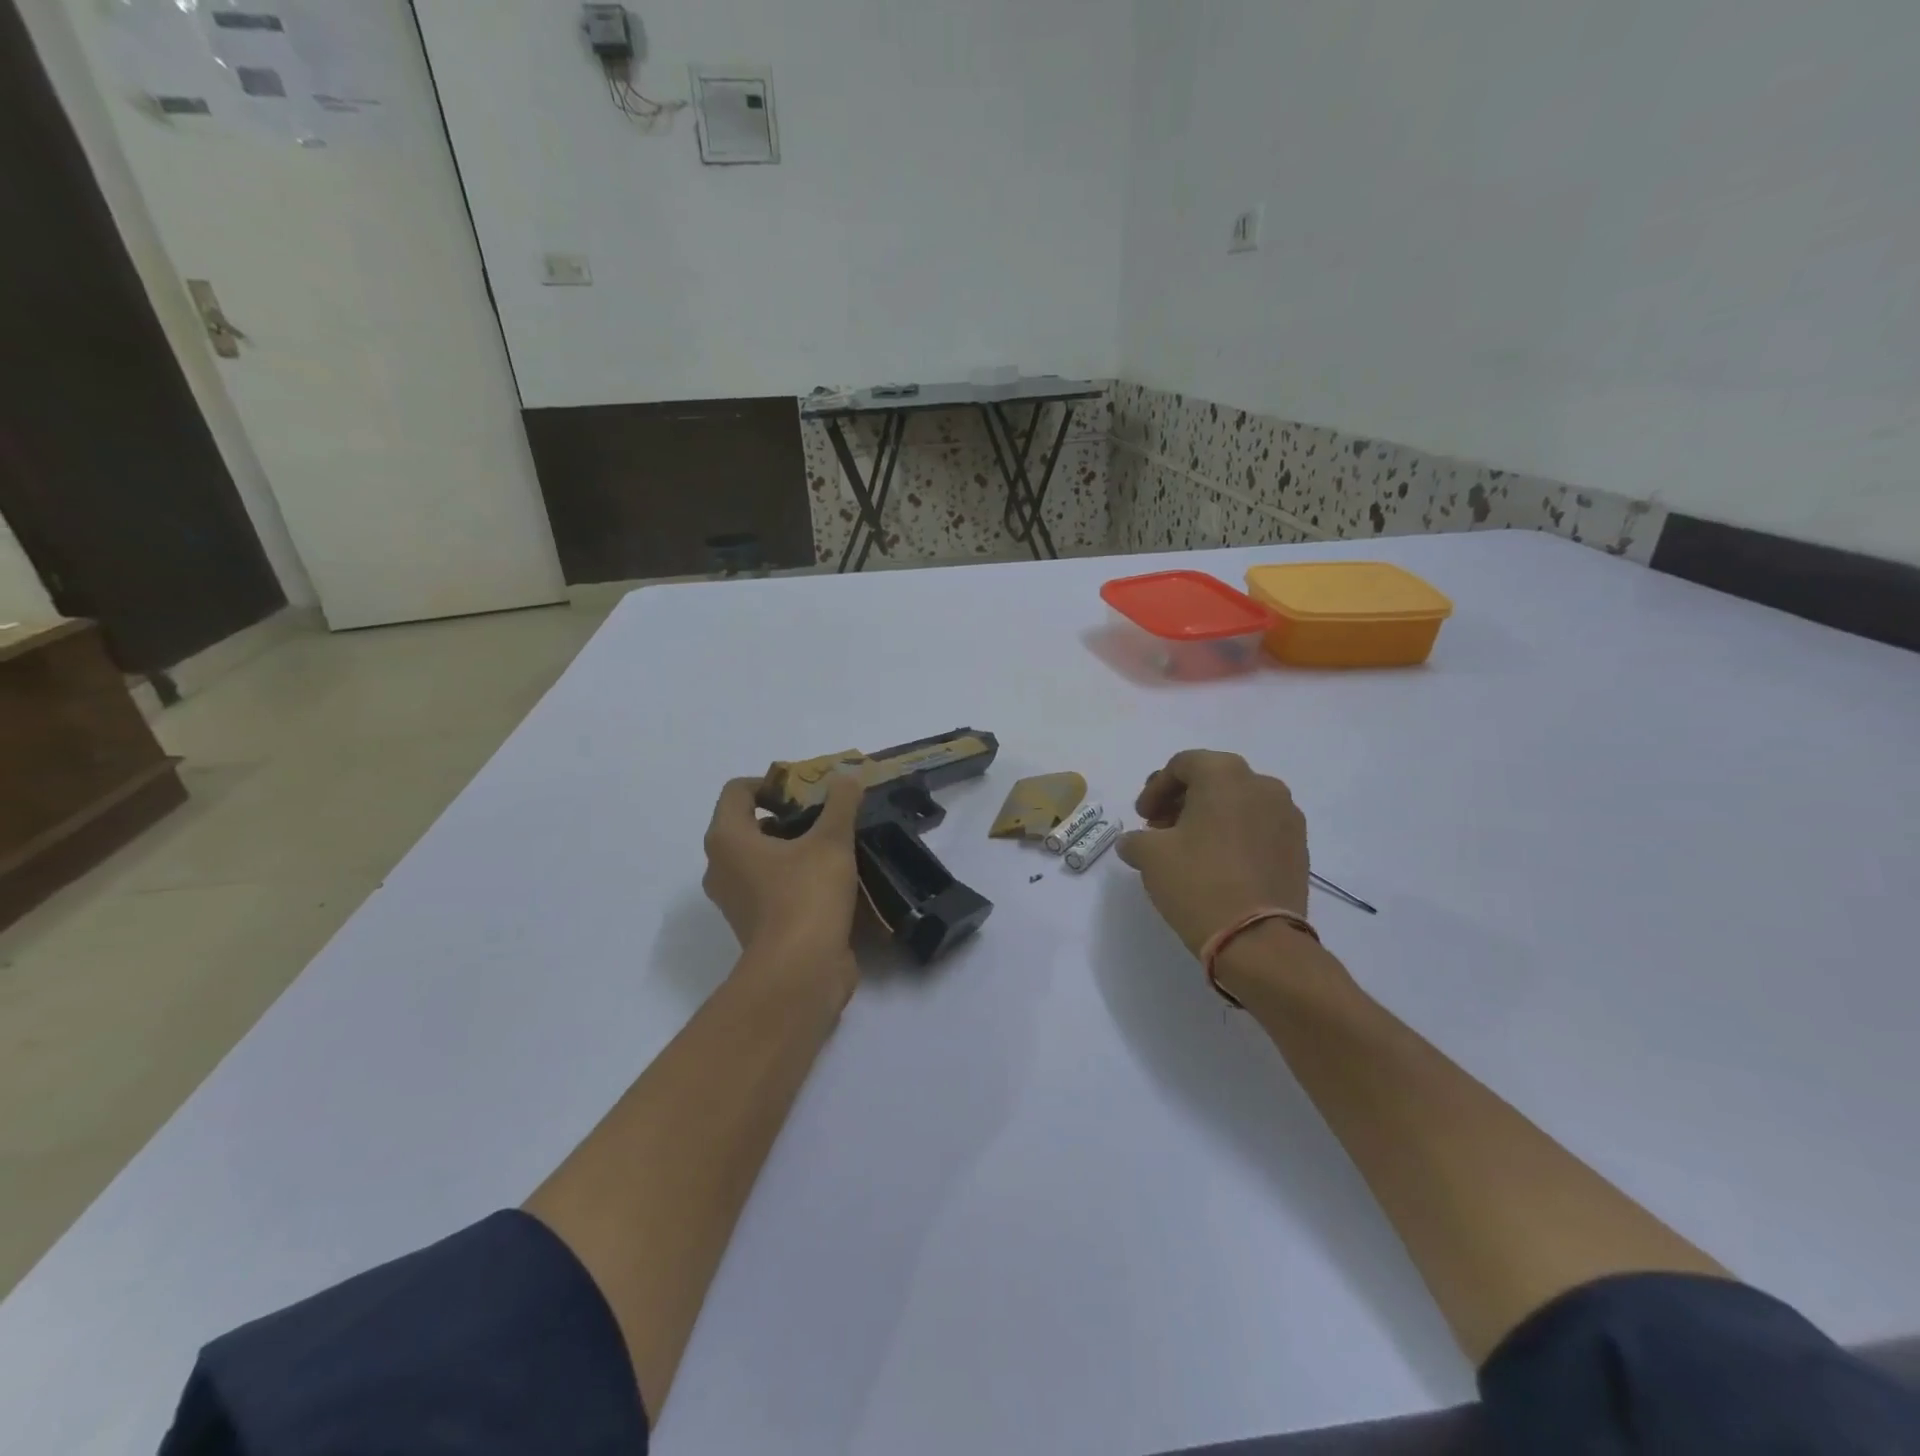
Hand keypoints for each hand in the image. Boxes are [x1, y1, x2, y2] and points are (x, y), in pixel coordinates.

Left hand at [702, 774, 861, 996]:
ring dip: (793, 847)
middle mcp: (721, 866)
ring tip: (834, 845)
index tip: (807, 790)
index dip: (772, 782)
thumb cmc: (806, 895)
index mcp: (728, 839)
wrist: (800, 972)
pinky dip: (795, 877)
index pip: (738, 790)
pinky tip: (832, 878)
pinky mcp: (755, 925)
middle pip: (749, 824)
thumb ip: (840, 803)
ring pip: (761, 858)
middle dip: (788, 815)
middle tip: (826, 815)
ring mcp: (735, 899)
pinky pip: (771, 887)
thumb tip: (847, 775)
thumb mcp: (831, 841)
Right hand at [1116, 751, 1311, 956]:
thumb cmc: (1198, 882)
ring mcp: (1287, 816)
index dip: (1155, 788)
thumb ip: (1135, 839)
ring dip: (1210, 817)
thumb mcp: (1149, 856)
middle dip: (1182, 800)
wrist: (1258, 940)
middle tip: (1160, 828)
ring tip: (1188, 847)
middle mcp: (1262, 785)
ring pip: (1239, 803)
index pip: (1182, 765)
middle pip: (1213, 780)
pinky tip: (1218, 863)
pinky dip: (1235, 835)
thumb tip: (1133, 842)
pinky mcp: (1299, 847)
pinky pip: (1259, 827)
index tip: (1142, 817)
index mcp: (1225, 775)